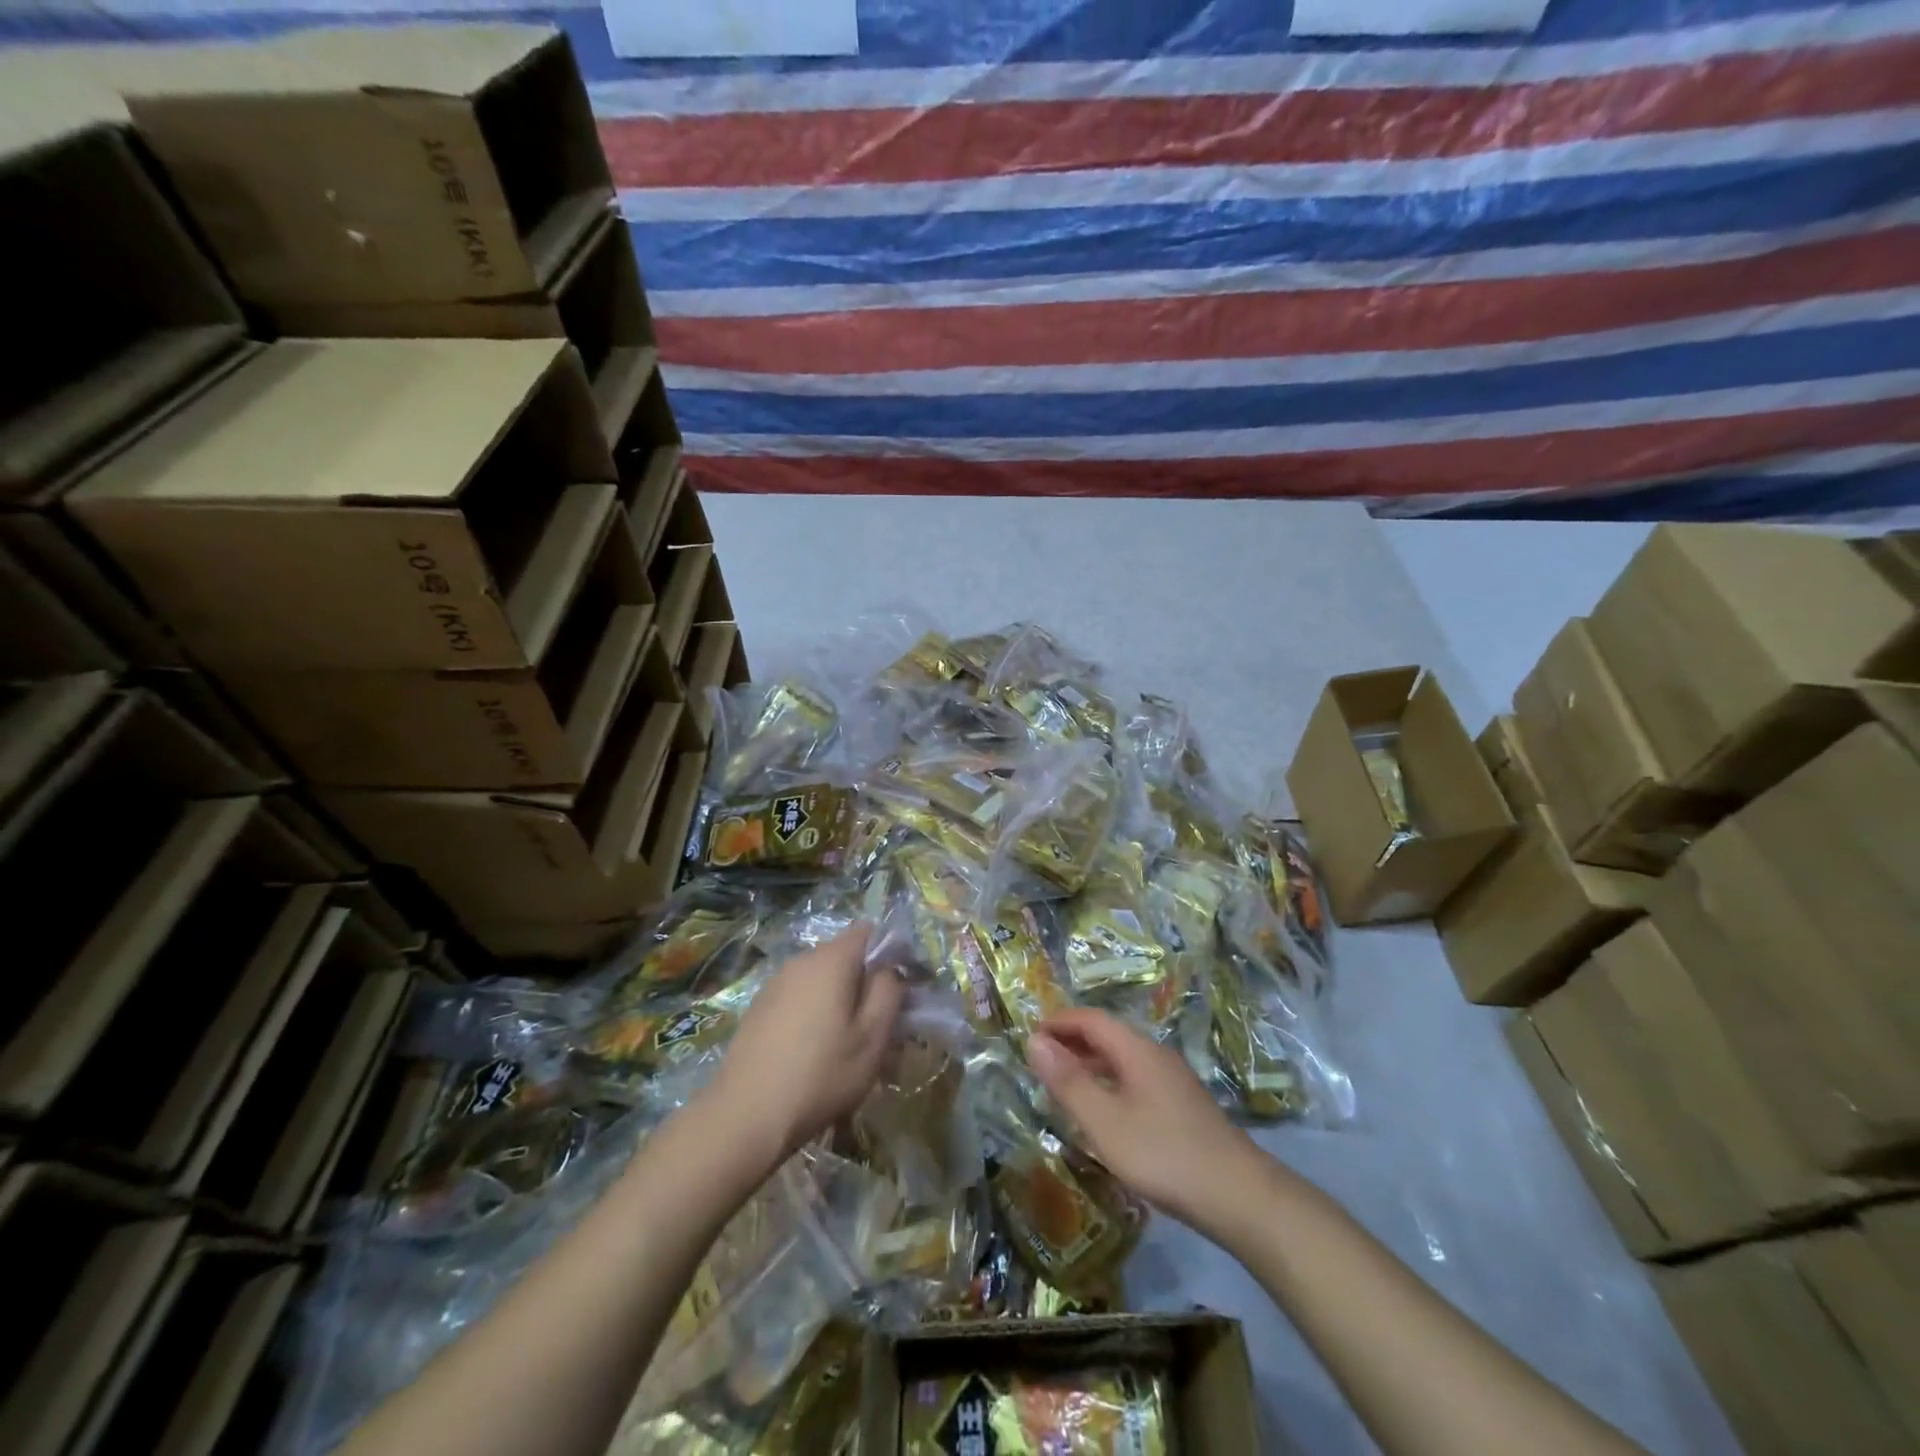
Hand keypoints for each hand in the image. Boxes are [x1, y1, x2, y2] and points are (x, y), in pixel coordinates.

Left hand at [703, 926, 903, 1168]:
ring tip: (849, 1047)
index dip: (891, 953)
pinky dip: (815, 1014)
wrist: (745, 1116)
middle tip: (880, 1027)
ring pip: (822, 981)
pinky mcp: (760, 1007)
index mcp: (831, 959)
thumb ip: (889, 992)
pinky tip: (815, 1054)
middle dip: (866, 983)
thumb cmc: (820, 1074)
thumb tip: (890, 969)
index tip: (902, 989)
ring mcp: (776, 983)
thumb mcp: (872, 1038)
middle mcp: (802, 960)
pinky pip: (800, 998)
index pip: (870, 932)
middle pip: (846, 957)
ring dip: (841, 1002)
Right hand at [1026, 1007, 1267, 1232]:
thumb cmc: (1163, 1154)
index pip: (1091, 1019)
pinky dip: (1108, 1083)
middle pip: (1108, 1035)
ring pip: (1122, 1059)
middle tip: (1040, 1060)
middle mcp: (1155, 1056)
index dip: (1059, 1022)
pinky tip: (1102, 1113)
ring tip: (1063, 1084)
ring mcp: (1172, 1081)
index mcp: (1137, 1050)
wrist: (1238, 1196)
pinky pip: (1134, 1080)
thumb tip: (1034, 1040)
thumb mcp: (1104, 1121)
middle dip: (1072, 1041)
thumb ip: (1068, 1081)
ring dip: (1090, 1064)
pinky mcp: (1181, 1106)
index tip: (1029, 1034)